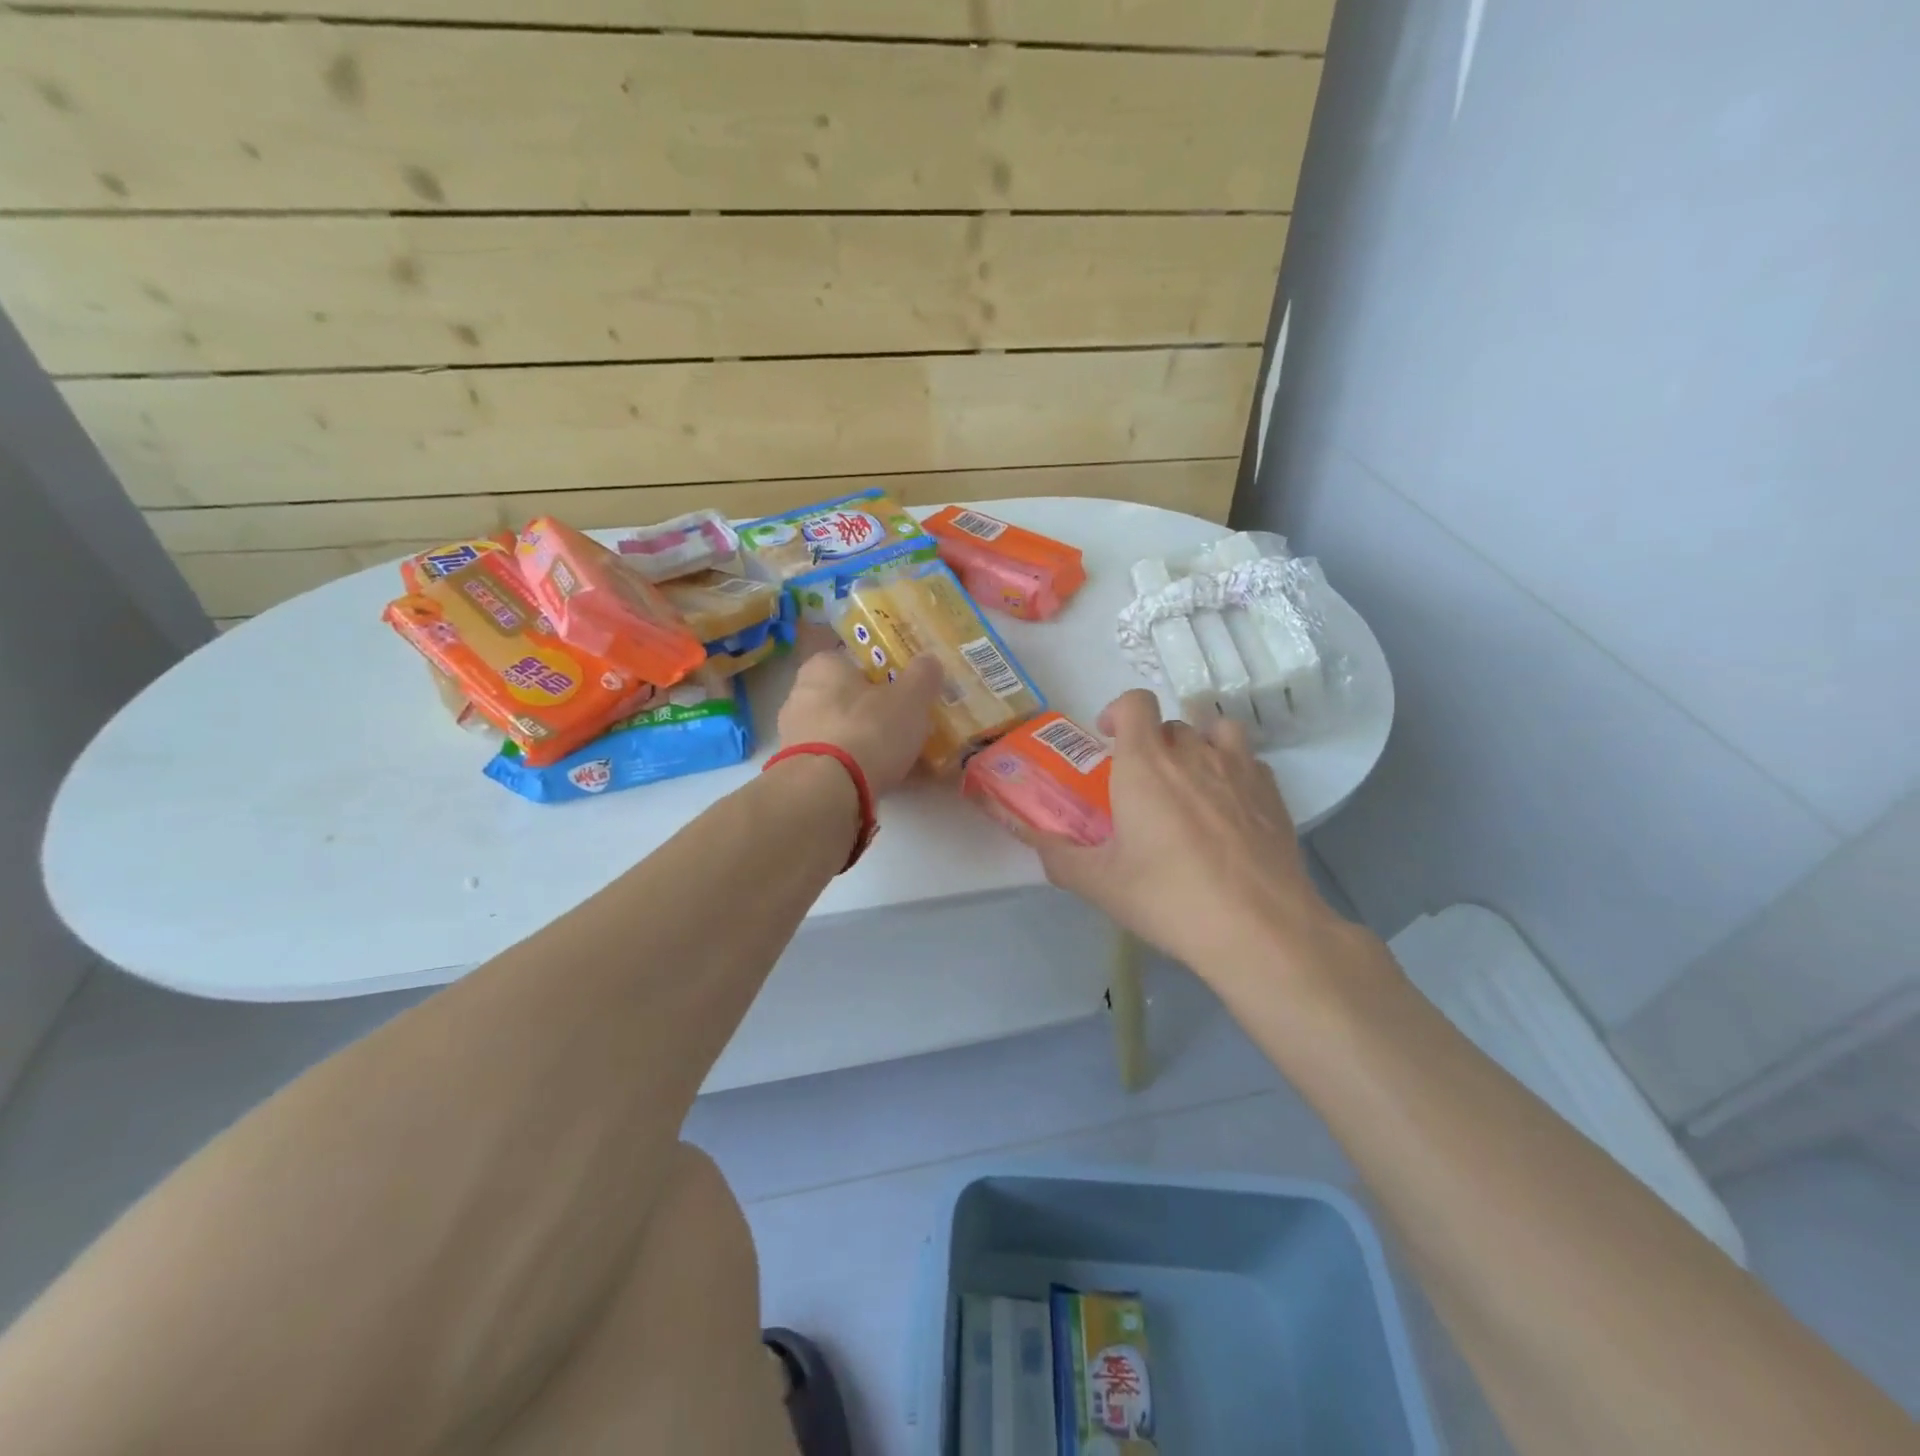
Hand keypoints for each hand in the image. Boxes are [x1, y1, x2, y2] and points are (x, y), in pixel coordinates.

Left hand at [774, 643, 942, 795]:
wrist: (826, 791)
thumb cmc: (868, 730)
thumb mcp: (910, 698)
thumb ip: (923, 675)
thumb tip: (929, 660)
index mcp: (823, 666)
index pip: (852, 661)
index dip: (880, 675)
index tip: (903, 693)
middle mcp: (800, 695)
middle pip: (846, 699)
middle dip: (873, 712)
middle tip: (905, 727)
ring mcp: (794, 735)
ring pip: (840, 733)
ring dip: (865, 744)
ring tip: (899, 761)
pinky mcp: (796, 770)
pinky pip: (834, 763)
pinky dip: (855, 769)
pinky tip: (882, 783)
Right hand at [1030, 690, 1347, 983]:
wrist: (1259, 929)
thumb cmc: (1169, 898)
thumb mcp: (1100, 884)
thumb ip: (1059, 856)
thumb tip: (1032, 838)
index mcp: (1145, 765)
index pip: (1135, 703)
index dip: (1118, 711)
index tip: (1108, 738)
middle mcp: (1193, 753)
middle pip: (1170, 724)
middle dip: (1152, 743)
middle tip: (1143, 784)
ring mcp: (1239, 769)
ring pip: (1216, 732)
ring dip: (1198, 746)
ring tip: (1190, 782)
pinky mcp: (1273, 794)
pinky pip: (1249, 761)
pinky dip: (1233, 771)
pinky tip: (1228, 808)